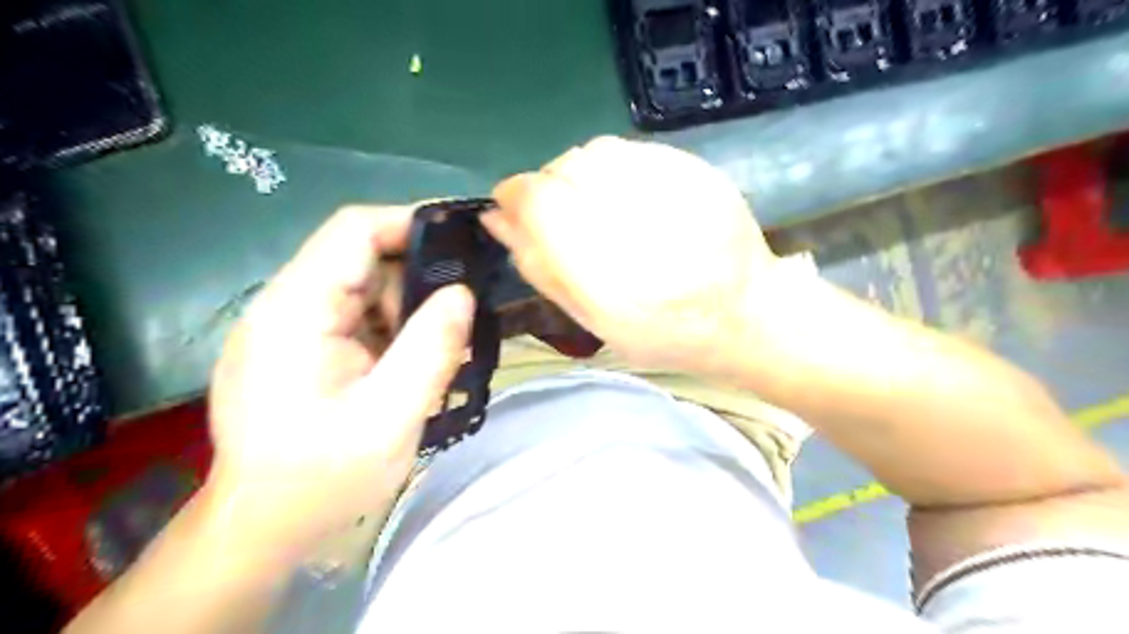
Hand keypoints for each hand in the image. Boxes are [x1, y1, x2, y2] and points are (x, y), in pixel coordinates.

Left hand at [205, 203, 472, 555]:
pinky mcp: (300, 347)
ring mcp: (290, 327)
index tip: (464, 241)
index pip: (354, 230)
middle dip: (417, 281)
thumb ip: (430, 349)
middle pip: (361, 258)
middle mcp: (285, 306)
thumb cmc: (321, 479)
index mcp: (296, 311)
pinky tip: (411, 364)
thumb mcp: (390, 417)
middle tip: (459, 319)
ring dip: (407, 311)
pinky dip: (392, 331)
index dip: (410, 223)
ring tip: (438, 351)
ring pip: (364, 289)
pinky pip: (357, 317)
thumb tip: (463, 293)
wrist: (261, 529)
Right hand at [484, 136, 787, 375]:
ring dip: (580, 176)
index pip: (541, 202)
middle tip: (564, 219)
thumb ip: (541, 268)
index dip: (516, 197)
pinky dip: (613, 169)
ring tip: (596, 208)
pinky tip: (629, 198)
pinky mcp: (698, 170)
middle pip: (565, 170)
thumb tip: (496, 218)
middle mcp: (641, 225)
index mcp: (612, 279)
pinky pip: (631, 151)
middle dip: (549, 189)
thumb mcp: (593, 321)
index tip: (512, 209)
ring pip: (595, 153)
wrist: (746, 314)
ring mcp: (676, 190)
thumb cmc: (663, 334)